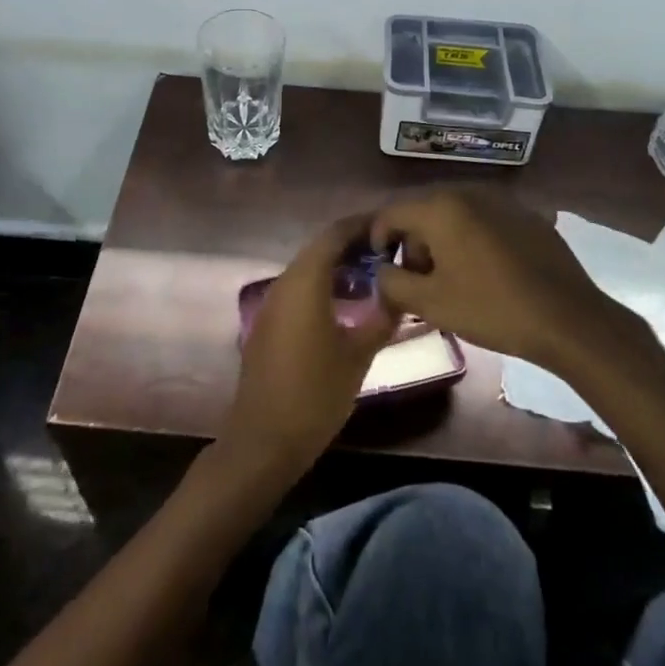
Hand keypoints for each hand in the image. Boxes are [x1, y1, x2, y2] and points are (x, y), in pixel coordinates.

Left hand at [220, 215, 398, 482]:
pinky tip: (346, 303)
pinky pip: (299, 288)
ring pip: (309, 267)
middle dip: (353, 244)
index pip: (335, 234)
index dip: (363, 225)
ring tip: (374, 275)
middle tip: (389, 252)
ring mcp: (272, 302)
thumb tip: (401, 290)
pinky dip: (323, 284)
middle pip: (321, 247)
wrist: (263, 440)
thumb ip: (382, 317)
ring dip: (338, 265)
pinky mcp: (268, 322)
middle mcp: (285, 282)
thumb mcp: (358, 356)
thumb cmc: (315, 394)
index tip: (391, 227)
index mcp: (306, 281)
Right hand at [372, 189, 622, 370]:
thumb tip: (381, 272)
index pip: (391, 212)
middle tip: (416, 279)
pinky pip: (483, 220)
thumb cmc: (491, 308)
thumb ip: (393, 283)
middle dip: (412, 242)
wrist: (567, 317)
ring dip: (441, 240)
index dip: (378, 239)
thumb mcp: (431, 304)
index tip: (381, 268)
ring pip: (454, 214)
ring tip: (449, 278)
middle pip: (423, 210)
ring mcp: (500, 200)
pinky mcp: (525, 214)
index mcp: (440, 207)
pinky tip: (483, 271)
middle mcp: (468, 192)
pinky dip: (471, 238)